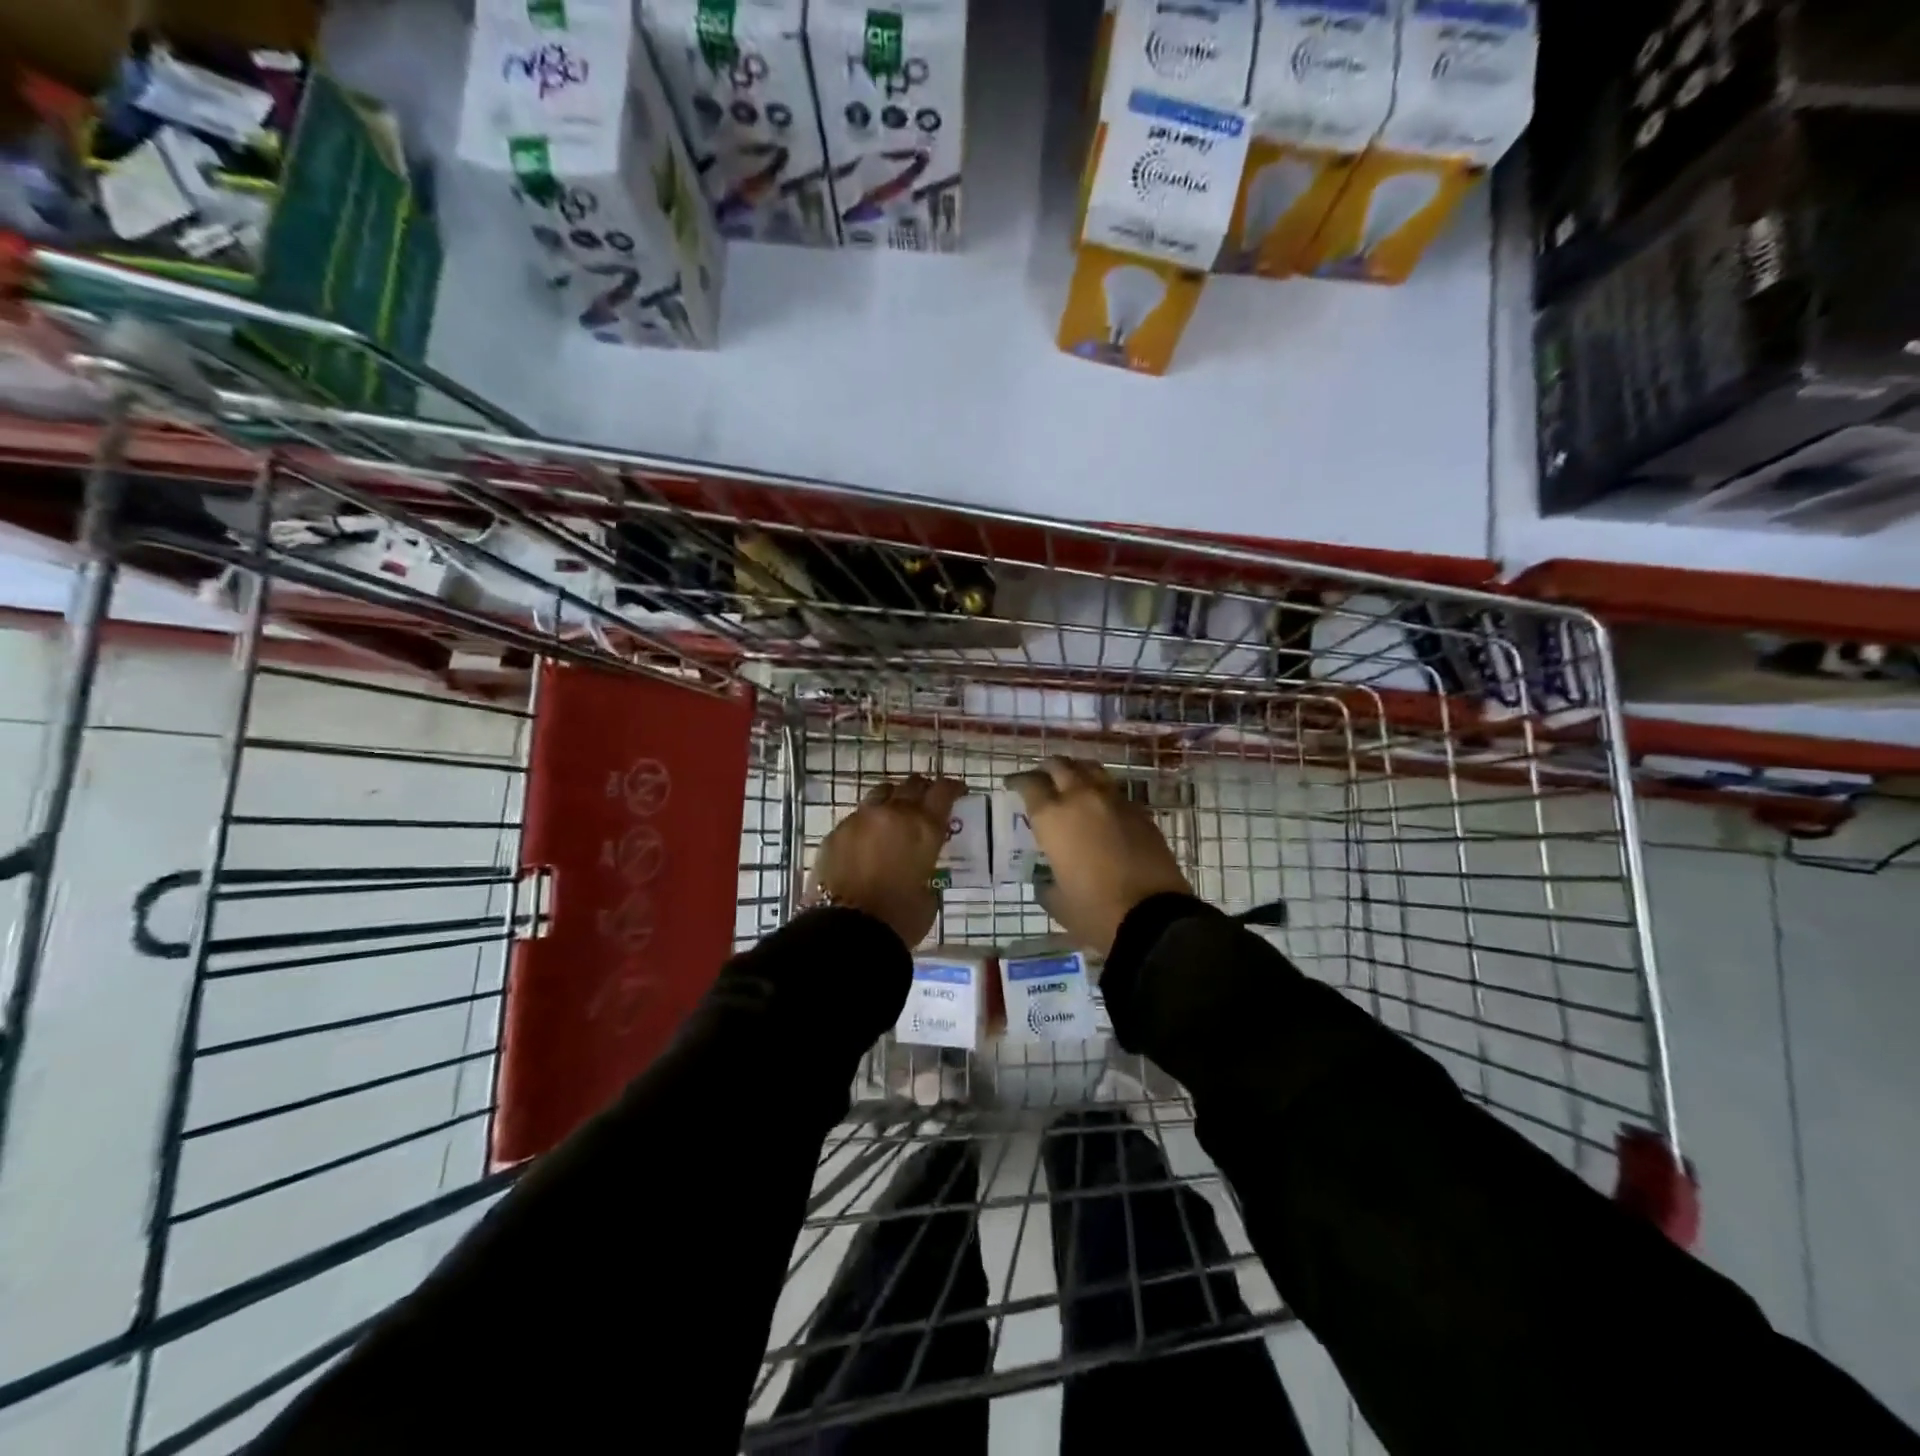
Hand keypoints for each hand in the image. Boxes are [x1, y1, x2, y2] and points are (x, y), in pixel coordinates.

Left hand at [809, 774, 966, 947]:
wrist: (846, 930)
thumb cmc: (898, 919)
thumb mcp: (928, 897)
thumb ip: (926, 873)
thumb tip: (917, 872)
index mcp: (924, 827)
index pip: (943, 791)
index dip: (953, 787)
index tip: (958, 791)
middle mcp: (893, 813)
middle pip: (912, 785)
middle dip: (923, 790)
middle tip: (927, 801)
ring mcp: (860, 819)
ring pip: (881, 793)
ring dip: (893, 799)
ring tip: (895, 814)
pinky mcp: (835, 832)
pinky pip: (857, 817)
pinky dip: (867, 823)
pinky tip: (867, 840)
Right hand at [1004, 757, 1190, 954]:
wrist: (1153, 917)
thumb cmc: (1094, 910)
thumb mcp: (1057, 902)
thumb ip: (1045, 884)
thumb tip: (1046, 880)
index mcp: (1053, 817)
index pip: (1030, 784)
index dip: (1018, 781)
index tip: (1011, 785)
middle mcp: (1081, 798)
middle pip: (1060, 766)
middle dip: (1046, 769)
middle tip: (1041, 780)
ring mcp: (1114, 800)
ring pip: (1090, 769)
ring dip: (1076, 772)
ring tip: (1071, 783)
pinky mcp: (1140, 811)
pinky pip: (1114, 789)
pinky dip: (1101, 791)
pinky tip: (1100, 807)